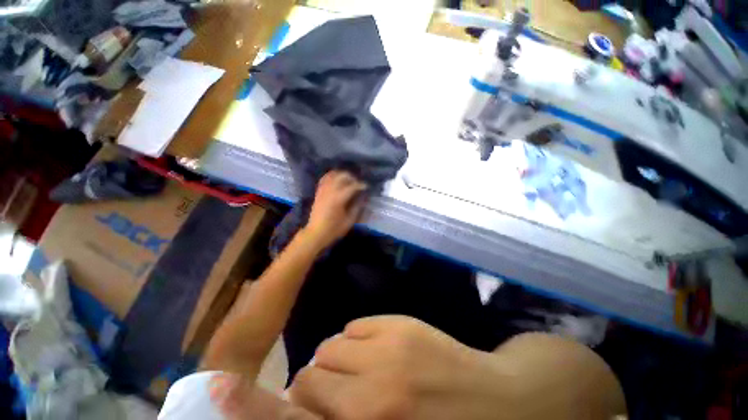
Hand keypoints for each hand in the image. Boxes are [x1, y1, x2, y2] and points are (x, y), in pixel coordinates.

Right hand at [289, 316, 505, 419]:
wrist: (492, 403)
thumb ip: (341, 414)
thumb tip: (307, 395)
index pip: (298, 404)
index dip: (269, 402)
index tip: (250, 394)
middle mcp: (370, 387)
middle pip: (313, 370)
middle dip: (316, 381)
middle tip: (334, 391)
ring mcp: (388, 347)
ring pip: (333, 343)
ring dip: (337, 358)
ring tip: (357, 369)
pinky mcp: (400, 324)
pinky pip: (356, 326)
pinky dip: (356, 339)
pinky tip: (375, 351)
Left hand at [303, 170, 367, 249]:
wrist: (315, 233)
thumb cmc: (334, 229)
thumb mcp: (349, 221)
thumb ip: (357, 207)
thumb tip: (362, 198)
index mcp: (339, 198)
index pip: (352, 186)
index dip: (361, 185)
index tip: (366, 187)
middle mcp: (330, 191)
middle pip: (342, 176)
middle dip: (352, 178)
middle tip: (358, 184)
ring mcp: (323, 190)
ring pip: (333, 175)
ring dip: (342, 176)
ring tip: (348, 181)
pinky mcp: (318, 192)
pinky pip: (325, 179)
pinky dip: (332, 177)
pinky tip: (337, 181)